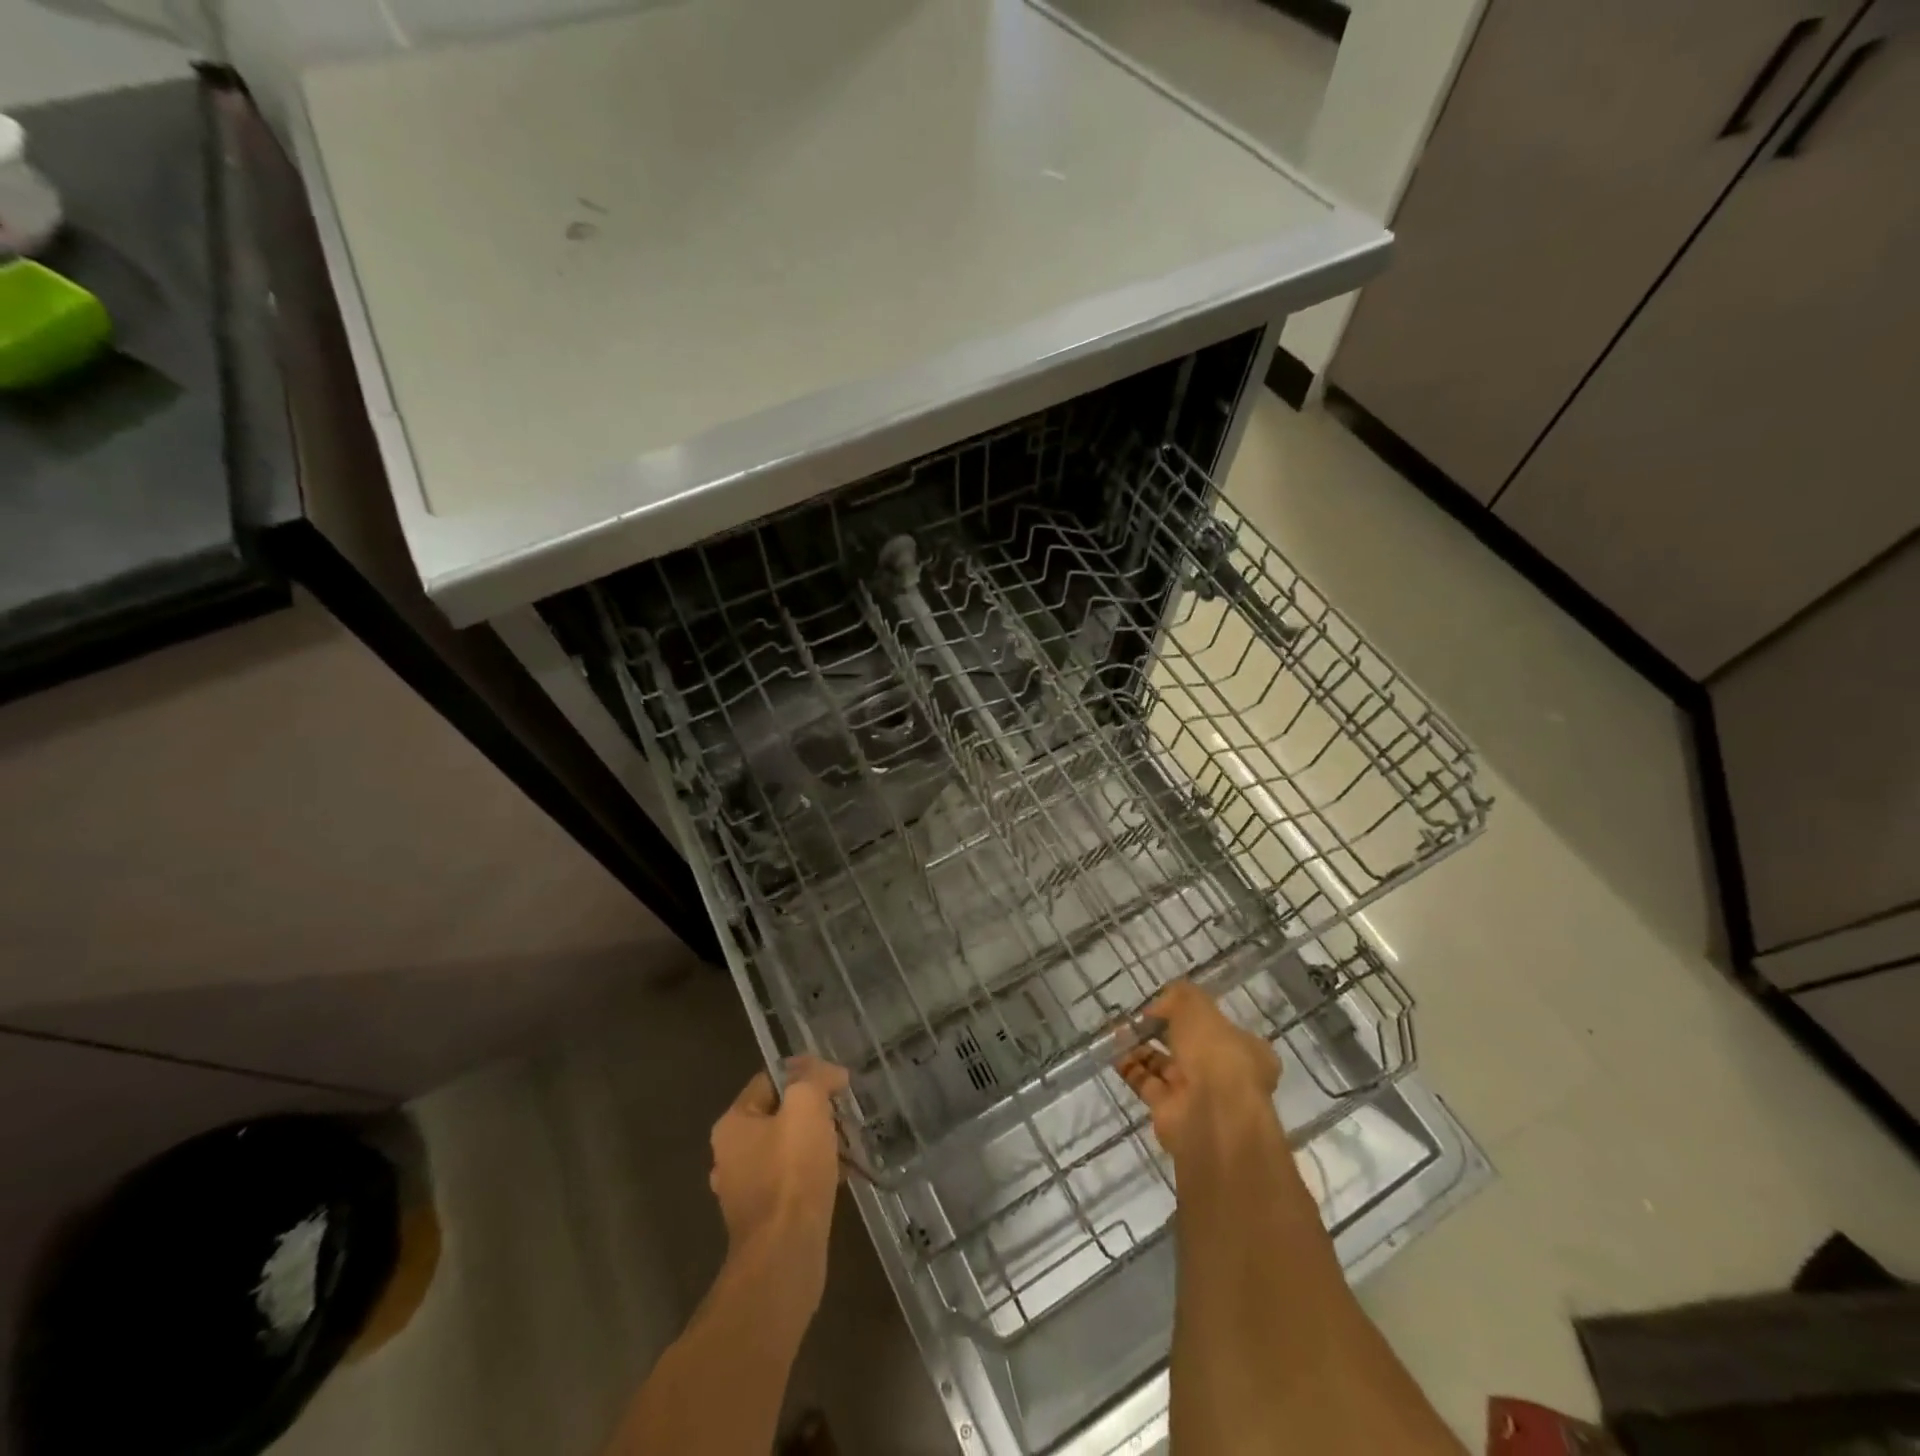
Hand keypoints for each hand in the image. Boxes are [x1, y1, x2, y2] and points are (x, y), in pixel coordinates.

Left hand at [708, 1056, 848, 1307]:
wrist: (785, 1256)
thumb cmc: (792, 1173)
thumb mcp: (806, 1106)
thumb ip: (815, 1077)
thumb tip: (829, 1073)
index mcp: (732, 1124)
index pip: (770, 1080)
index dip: (805, 1074)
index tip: (837, 1084)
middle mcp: (730, 1155)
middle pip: (779, 1115)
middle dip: (814, 1112)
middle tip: (843, 1116)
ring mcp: (744, 1190)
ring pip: (787, 1150)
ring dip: (817, 1144)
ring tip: (846, 1146)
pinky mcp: (763, 1219)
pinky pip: (791, 1182)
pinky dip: (814, 1175)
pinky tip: (839, 1178)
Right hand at [1116, 982, 1281, 1164]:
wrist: (1211, 1116)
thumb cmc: (1215, 1053)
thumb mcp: (1197, 1008)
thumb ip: (1179, 997)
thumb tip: (1160, 1005)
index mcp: (1246, 1050)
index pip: (1221, 1029)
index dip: (1195, 1016)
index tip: (1169, 1005)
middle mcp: (1224, 1075)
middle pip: (1189, 1048)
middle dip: (1163, 1032)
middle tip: (1139, 1017)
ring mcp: (1197, 1096)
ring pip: (1165, 1066)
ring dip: (1142, 1048)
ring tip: (1120, 1030)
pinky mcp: (1170, 1112)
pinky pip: (1146, 1084)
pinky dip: (1130, 1068)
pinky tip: (1114, 1051)